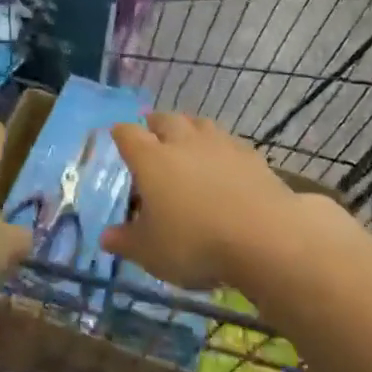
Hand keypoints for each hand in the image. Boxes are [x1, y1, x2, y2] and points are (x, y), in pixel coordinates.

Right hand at [102, 113, 299, 289]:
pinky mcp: (251, 155)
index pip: (127, 134)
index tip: (117, 137)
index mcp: (151, 159)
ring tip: (186, 141)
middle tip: (151, 135)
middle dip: (155, 124)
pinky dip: (219, 146)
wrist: (265, 237)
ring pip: (199, 123)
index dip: (120, 134)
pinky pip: (228, 141)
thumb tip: (105, 237)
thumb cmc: (195, 243)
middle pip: (165, 119)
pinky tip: (223, 161)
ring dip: (189, 128)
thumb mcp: (151, 252)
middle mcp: (182, 142)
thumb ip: (126, 242)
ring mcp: (219, 144)